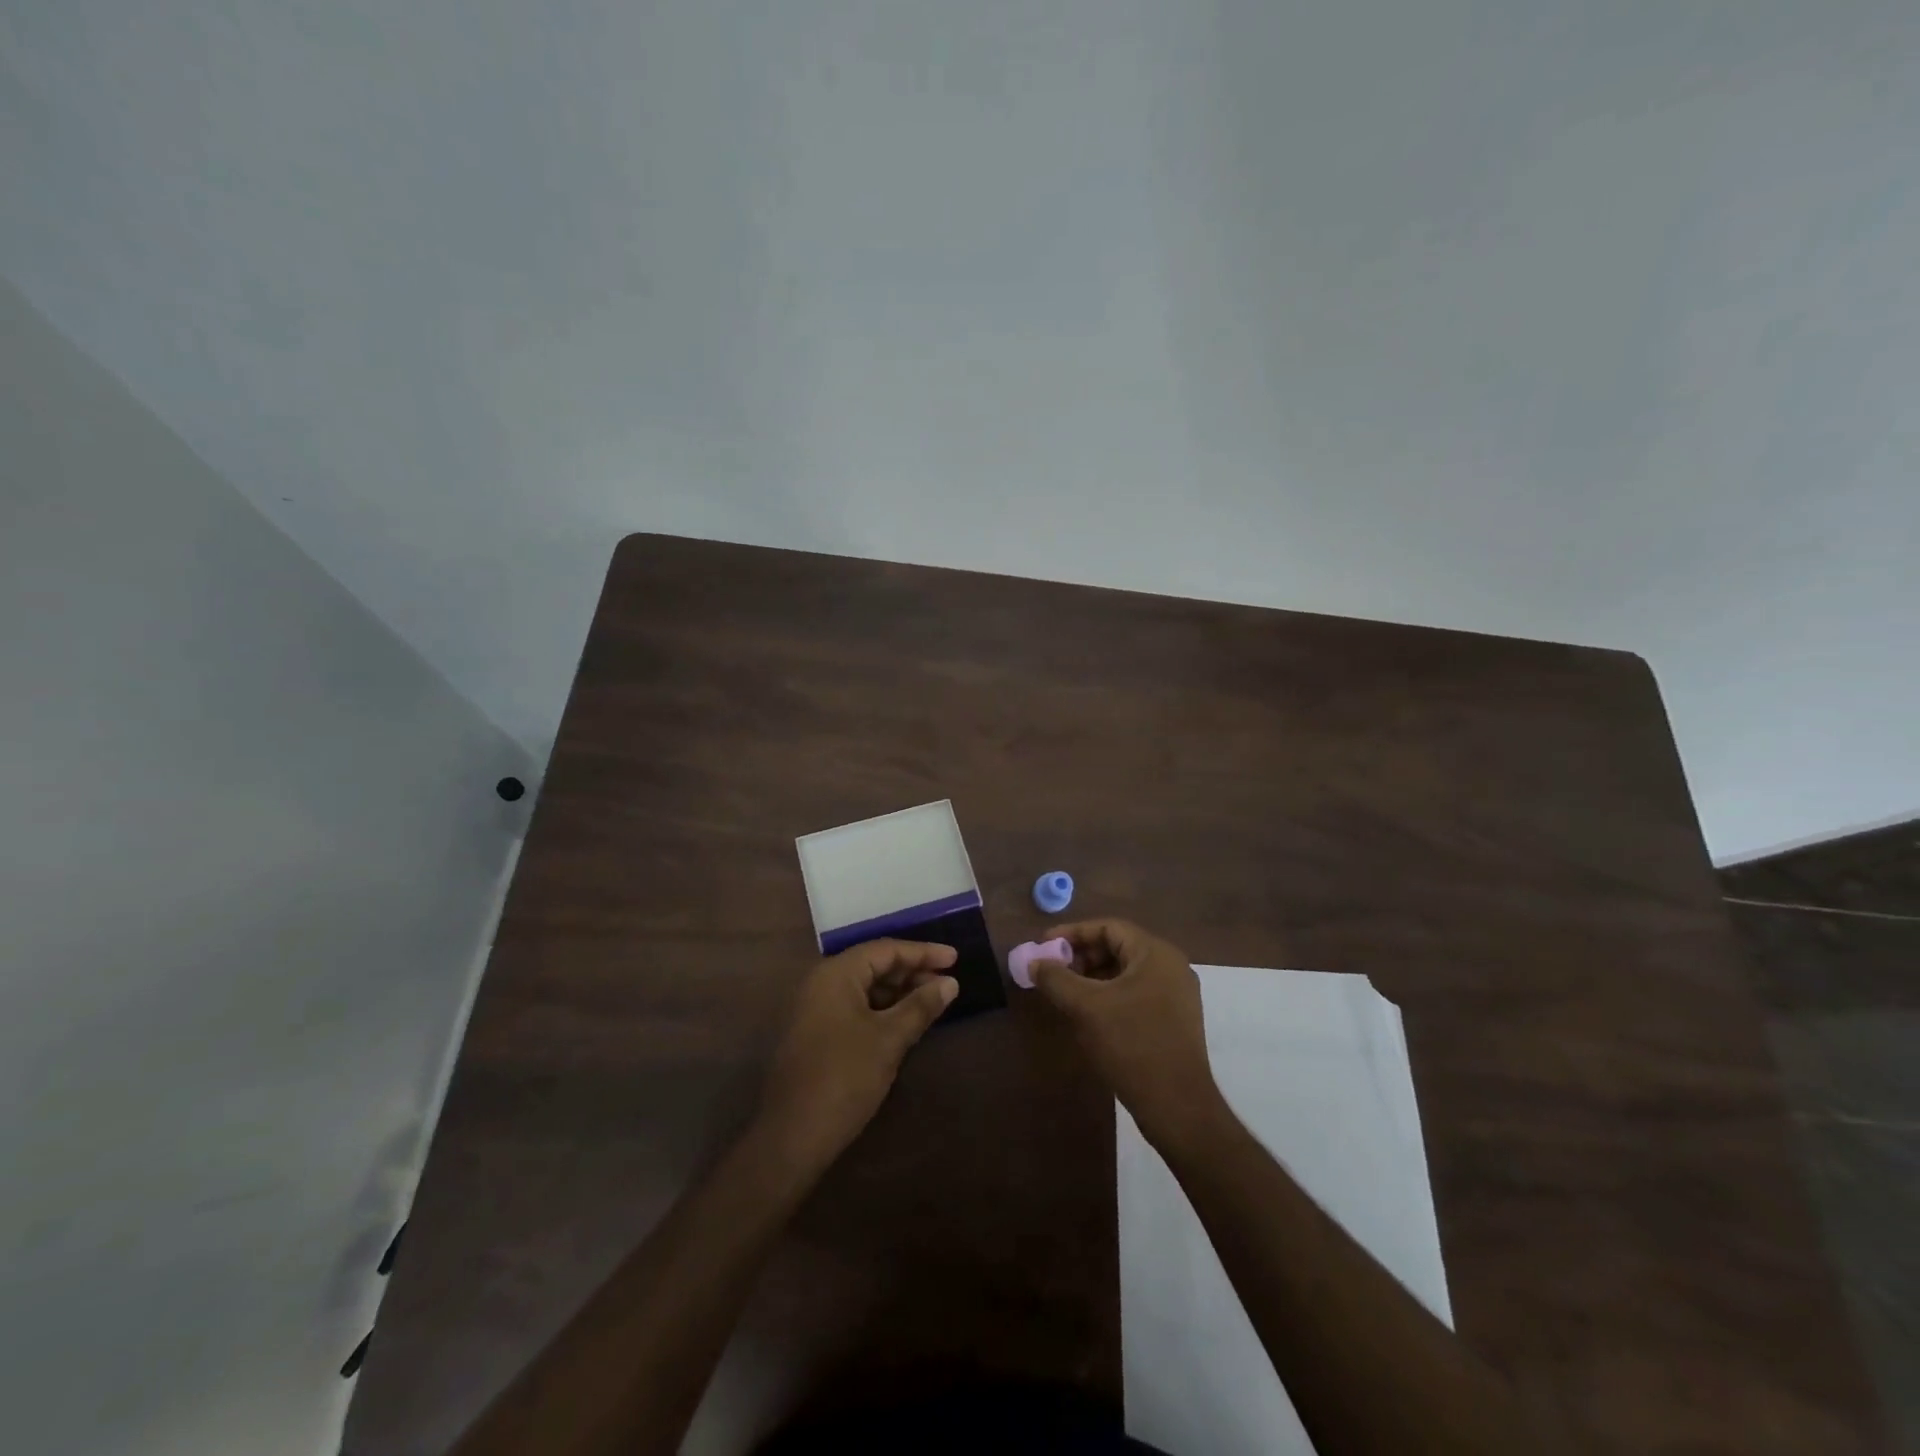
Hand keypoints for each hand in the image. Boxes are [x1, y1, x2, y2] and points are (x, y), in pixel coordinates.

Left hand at [756, 939, 958, 1173]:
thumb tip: (950, 983)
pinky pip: (855, 1007)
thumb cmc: (844, 1077)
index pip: (886, 949)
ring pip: (865, 988)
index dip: (923, 952)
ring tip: (932, 1002)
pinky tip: (905, 1023)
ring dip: (899, 993)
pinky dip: (882, 1010)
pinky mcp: (816, 1033)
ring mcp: (816, 1009)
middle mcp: (822, 983)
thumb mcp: (889, 1039)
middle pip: (874, 965)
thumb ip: (920, 1006)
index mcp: (836, 974)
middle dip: (912, 972)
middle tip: (948, 983)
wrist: (792, 1136)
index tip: (956, 958)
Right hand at [1029, 920, 1223, 1145]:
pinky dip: (1109, 996)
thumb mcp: (1086, 1008)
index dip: (1073, 933)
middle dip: (1082, 957)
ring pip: (1126, 973)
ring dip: (1093, 978)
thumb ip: (1056, 979)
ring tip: (1066, 994)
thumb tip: (1034, 963)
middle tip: (1053, 971)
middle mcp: (1171, 967)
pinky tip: (1089, 1015)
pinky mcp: (1174, 1020)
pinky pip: (1136, 993)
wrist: (1177, 1106)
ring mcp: (1176, 995)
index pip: (1109, 927)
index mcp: (1156, 954)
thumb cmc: (1131, 1044)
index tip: (1044, 945)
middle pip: (1119, 947)